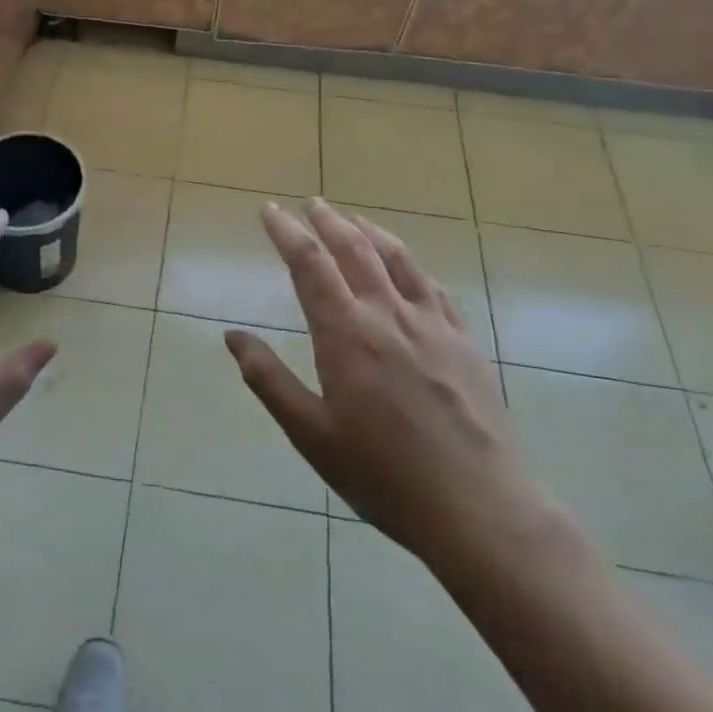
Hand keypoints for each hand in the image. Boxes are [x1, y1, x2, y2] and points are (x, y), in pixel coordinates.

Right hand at [225, 199, 540, 571]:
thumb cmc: (384, 475)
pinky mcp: (464, 341)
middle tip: (309, 203)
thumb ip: (269, 380)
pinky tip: (407, 268)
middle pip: (355, 249)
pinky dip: (411, 265)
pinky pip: (433, 287)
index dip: (286, 232)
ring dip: (370, 231)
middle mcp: (389, 315)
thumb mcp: (311, 435)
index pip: (310, 264)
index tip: (269, 211)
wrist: (479, 508)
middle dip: (327, 220)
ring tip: (353, 219)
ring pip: (398, 258)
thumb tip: (233, 336)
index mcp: (347, 334)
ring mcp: (433, 325)